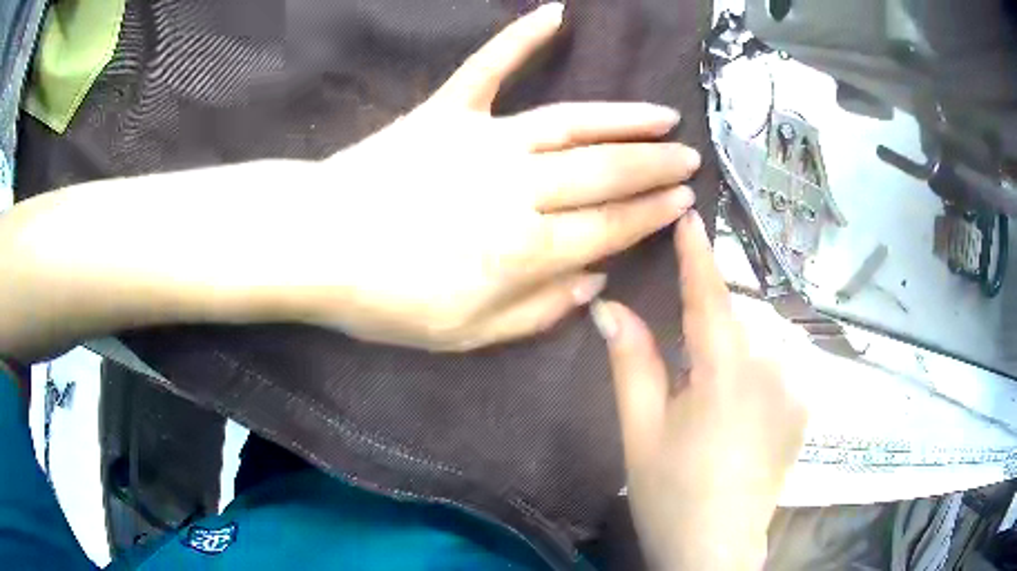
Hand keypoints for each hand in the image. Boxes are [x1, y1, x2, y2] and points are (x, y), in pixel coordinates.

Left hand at [284, 2, 700, 349]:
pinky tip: (555, 13)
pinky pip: (487, 68)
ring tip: (662, 116)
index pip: (608, 228)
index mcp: (522, 251)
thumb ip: (538, 311)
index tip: (685, 201)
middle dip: (654, 166)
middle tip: (688, 158)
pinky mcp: (444, 112)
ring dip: (622, 118)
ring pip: (569, 123)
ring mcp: (480, 142)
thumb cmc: (384, 302)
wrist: (314, 248)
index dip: (651, 214)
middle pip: (603, 173)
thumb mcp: (466, 335)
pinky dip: (519, 38)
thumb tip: (596, 279)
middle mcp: (515, 189)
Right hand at [591, 213, 807, 569]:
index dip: (697, 254)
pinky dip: (758, 364)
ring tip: (709, 390)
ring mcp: (797, 387)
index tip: (688, 215)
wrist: (717, 548)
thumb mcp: (641, 430)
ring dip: (735, 344)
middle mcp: (773, 368)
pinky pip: (780, 363)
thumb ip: (632, 361)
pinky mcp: (806, 407)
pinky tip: (740, 404)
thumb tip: (608, 306)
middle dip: (709, 320)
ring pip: (761, 339)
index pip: (710, 295)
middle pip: (738, 318)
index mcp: (726, 372)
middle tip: (682, 360)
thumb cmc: (671, 494)